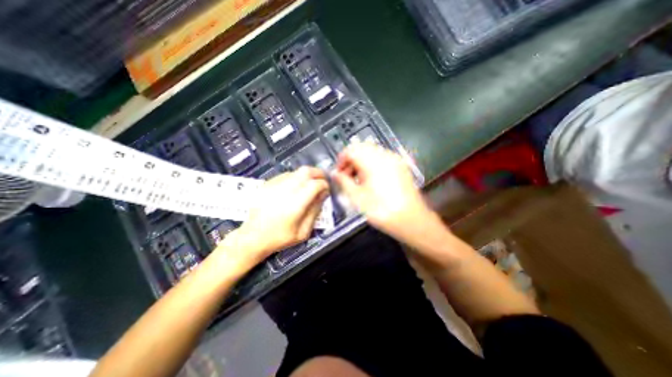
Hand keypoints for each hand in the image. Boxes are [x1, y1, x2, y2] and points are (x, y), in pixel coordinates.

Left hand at [225, 164, 329, 264]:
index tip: (327, 189)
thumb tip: (322, 195)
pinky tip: (296, 187)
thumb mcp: (303, 232)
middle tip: (323, 179)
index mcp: (295, 204)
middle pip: (306, 171)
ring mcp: (274, 185)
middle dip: (318, 173)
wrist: (253, 237)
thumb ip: (315, 212)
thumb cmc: (279, 238)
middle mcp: (285, 191)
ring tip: (310, 184)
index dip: (324, 184)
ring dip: (307, 176)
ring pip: (296, 171)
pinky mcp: (267, 184)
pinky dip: (296, 178)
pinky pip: (286, 175)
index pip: (315, 184)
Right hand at [333, 142, 437, 243]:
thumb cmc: (381, 210)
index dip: (341, 160)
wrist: (411, 220)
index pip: (351, 150)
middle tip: (347, 176)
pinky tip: (372, 179)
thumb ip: (343, 182)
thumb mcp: (357, 198)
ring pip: (372, 152)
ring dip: (361, 161)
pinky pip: (382, 158)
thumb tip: (335, 174)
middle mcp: (385, 156)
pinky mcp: (401, 166)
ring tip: (358, 179)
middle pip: (361, 148)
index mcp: (372, 161)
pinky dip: (372, 164)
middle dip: (351, 160)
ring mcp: (395, 160)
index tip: (338, 173)